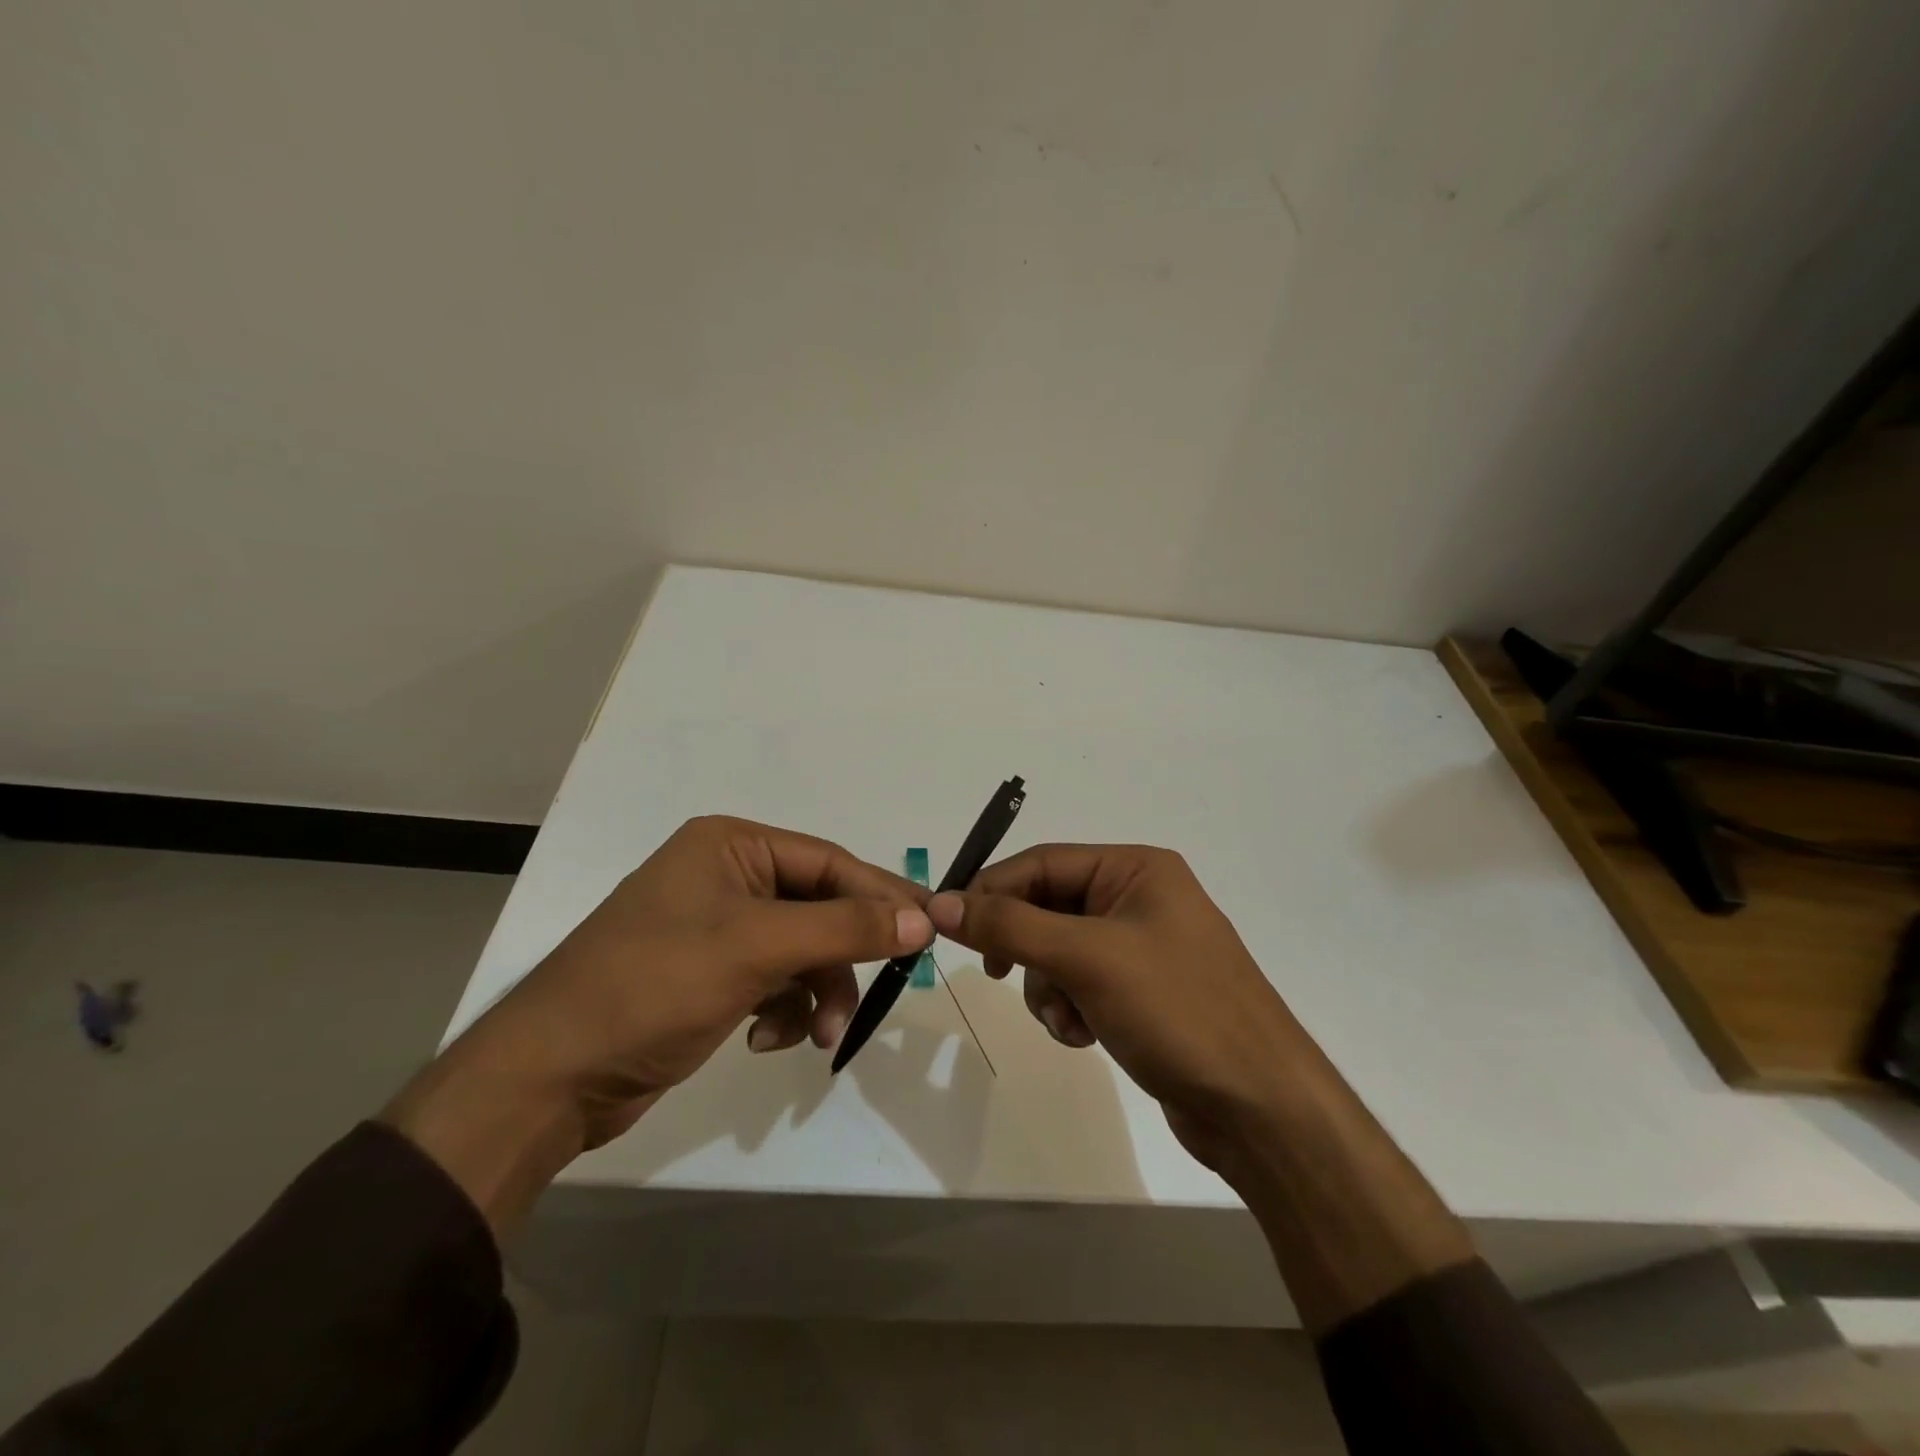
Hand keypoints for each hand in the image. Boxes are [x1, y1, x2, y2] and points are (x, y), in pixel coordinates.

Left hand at [386, 817, 932, 1229]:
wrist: (552, 1078)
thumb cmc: (654, 986)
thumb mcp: (757, 948)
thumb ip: (844, 928)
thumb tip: (922, 919)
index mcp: (731, 846)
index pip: (829, 862)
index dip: (881, 895)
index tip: (930, 929)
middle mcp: (727, 877)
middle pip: (819, 907)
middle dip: (843, 956)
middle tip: (887, 989)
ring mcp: (718, 929)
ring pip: (802, 951)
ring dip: (818, 992)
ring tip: (816, 1035)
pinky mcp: (711, 975)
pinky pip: (775, 981)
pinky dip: (784, 1010)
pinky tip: (766, 1040)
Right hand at [925, 844, 1312, 1178]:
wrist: (1260, 1107)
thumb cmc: (1177, 1010)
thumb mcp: (1087, 958)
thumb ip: (1010, 926)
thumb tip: (941, 904)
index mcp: (1136, 869)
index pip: (1041, 862)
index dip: (992, 890)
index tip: (949, 925)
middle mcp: (1139, 898)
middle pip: (1047, 906)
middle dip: (1026, 947)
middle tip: (1001, 975)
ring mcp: (1141, 947)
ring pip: (1056, 951)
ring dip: (1048, 987)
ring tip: (1069, 1020)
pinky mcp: (1140, 992)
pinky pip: (1079, 984)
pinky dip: (1069, 1008)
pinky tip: (1085, 1036)